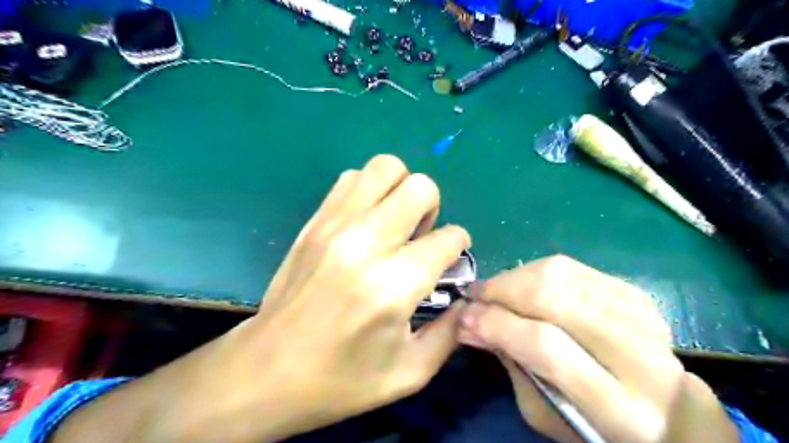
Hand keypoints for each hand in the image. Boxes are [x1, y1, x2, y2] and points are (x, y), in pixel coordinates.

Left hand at [53, 156, 467, 442]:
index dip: (458, 245)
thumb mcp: (410, 372)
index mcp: (393, 285)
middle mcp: (366, 244)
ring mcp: (335, 226)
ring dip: (400, 190)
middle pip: (419, 187)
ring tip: (394, 222)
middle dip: (433, 208)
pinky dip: (369, 190)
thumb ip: (451, 331)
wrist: (266, 371)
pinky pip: (351, 179)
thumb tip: (466, 296)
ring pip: (385, 168)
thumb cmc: (341, 381)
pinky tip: (366, 221)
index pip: (448, 238)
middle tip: (421, 236)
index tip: (450, 258)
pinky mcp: (314, 221)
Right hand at [460, 254, 736, 442]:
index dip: (498, 324)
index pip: (546, 346)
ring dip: (514, 278)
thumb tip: (470, 320)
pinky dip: (536, 271)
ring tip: (494, 290)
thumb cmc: (591, 421)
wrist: (661, 407)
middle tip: (475, 296)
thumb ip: (510, 363)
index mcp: (619, 408)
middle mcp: (639, 356)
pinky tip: (522, 285)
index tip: (464, 317)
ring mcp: (642, 317)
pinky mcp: (636, 294)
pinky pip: (571, 266)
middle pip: (554, 298)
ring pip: (560, 275)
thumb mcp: (542, 411)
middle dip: (502, 291)